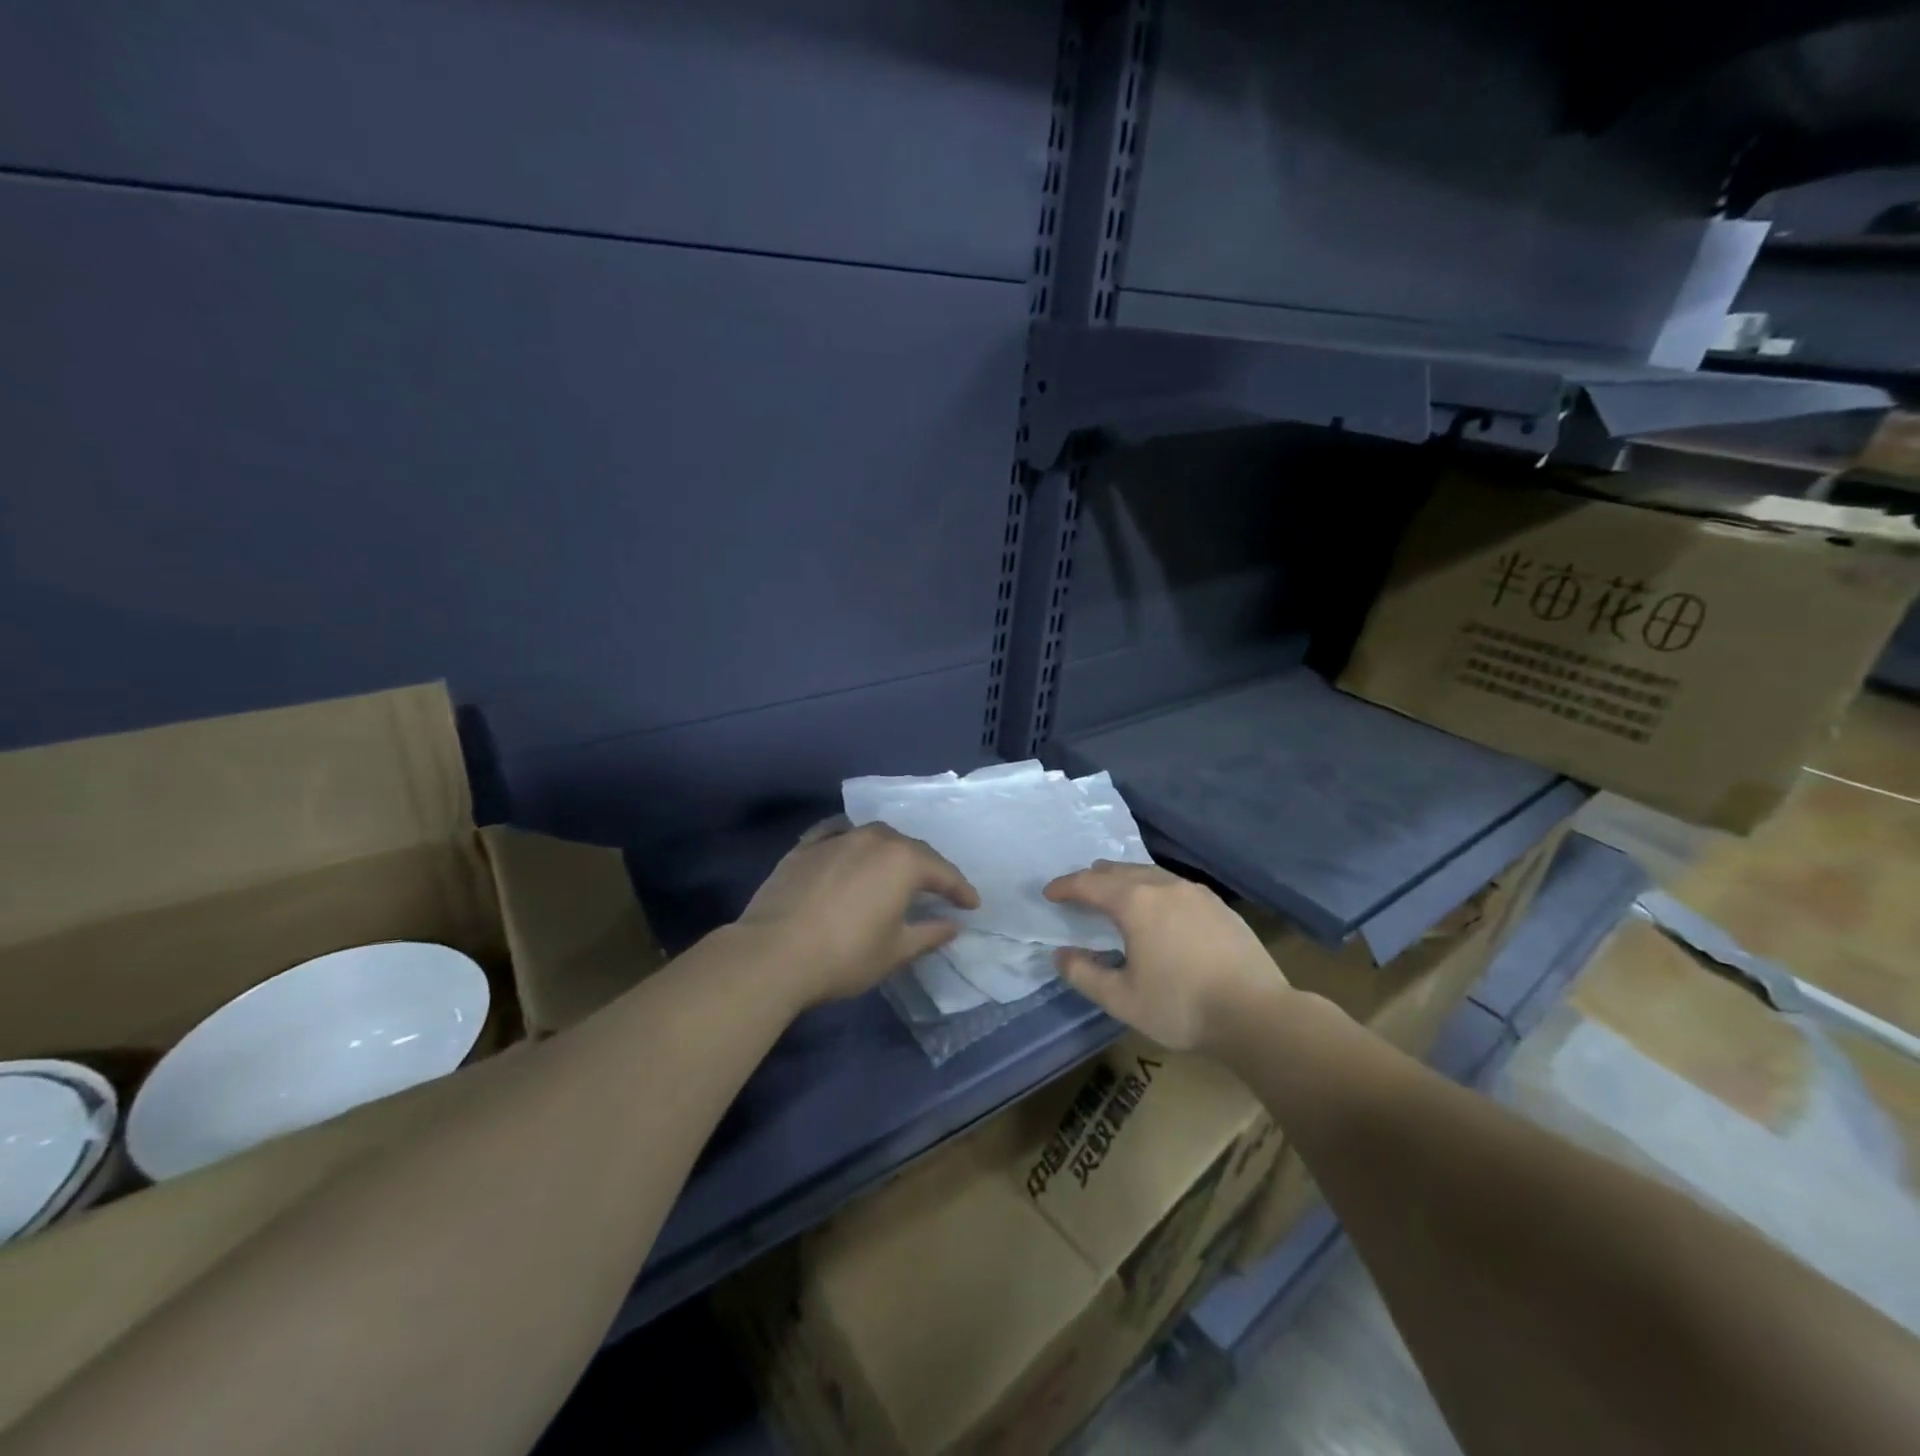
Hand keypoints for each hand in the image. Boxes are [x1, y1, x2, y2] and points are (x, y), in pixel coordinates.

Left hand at [736, 818, 979, 1008]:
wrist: (773, 954)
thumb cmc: (845, 955)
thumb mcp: (895, 951)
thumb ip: (929, 934)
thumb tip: (953, 925)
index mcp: (902, 860)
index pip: (942, 872)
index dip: (960, 889)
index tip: (972, 905)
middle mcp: (873, 838)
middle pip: (910, 849)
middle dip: (928, 868)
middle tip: (938, 889)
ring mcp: (836, 838)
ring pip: (874, 837)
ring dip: (890, 853)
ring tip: (895, 871)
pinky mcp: (804, 847)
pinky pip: (837, 835)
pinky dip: (851, 842)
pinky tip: (849, 850)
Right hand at [1044, 861, 1289, 1050]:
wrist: (1257, 1013)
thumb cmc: (1181, 1006)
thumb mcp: (1121, 999)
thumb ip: (1084, 974)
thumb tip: (1060, 954)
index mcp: (1135, 902)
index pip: (1089, 883)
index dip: (1065, 886)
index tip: (1049, 893)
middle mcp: (1163, 885)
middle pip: (1119, 870)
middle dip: (1094, 878)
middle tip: (1078, 892)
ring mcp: (1195, 892)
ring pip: (1149, 873)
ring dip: (1125, 881)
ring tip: (1115, 896)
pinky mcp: (1218, 905)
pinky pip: (1173, 885)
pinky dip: (1152, 889)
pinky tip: (1158, 910)